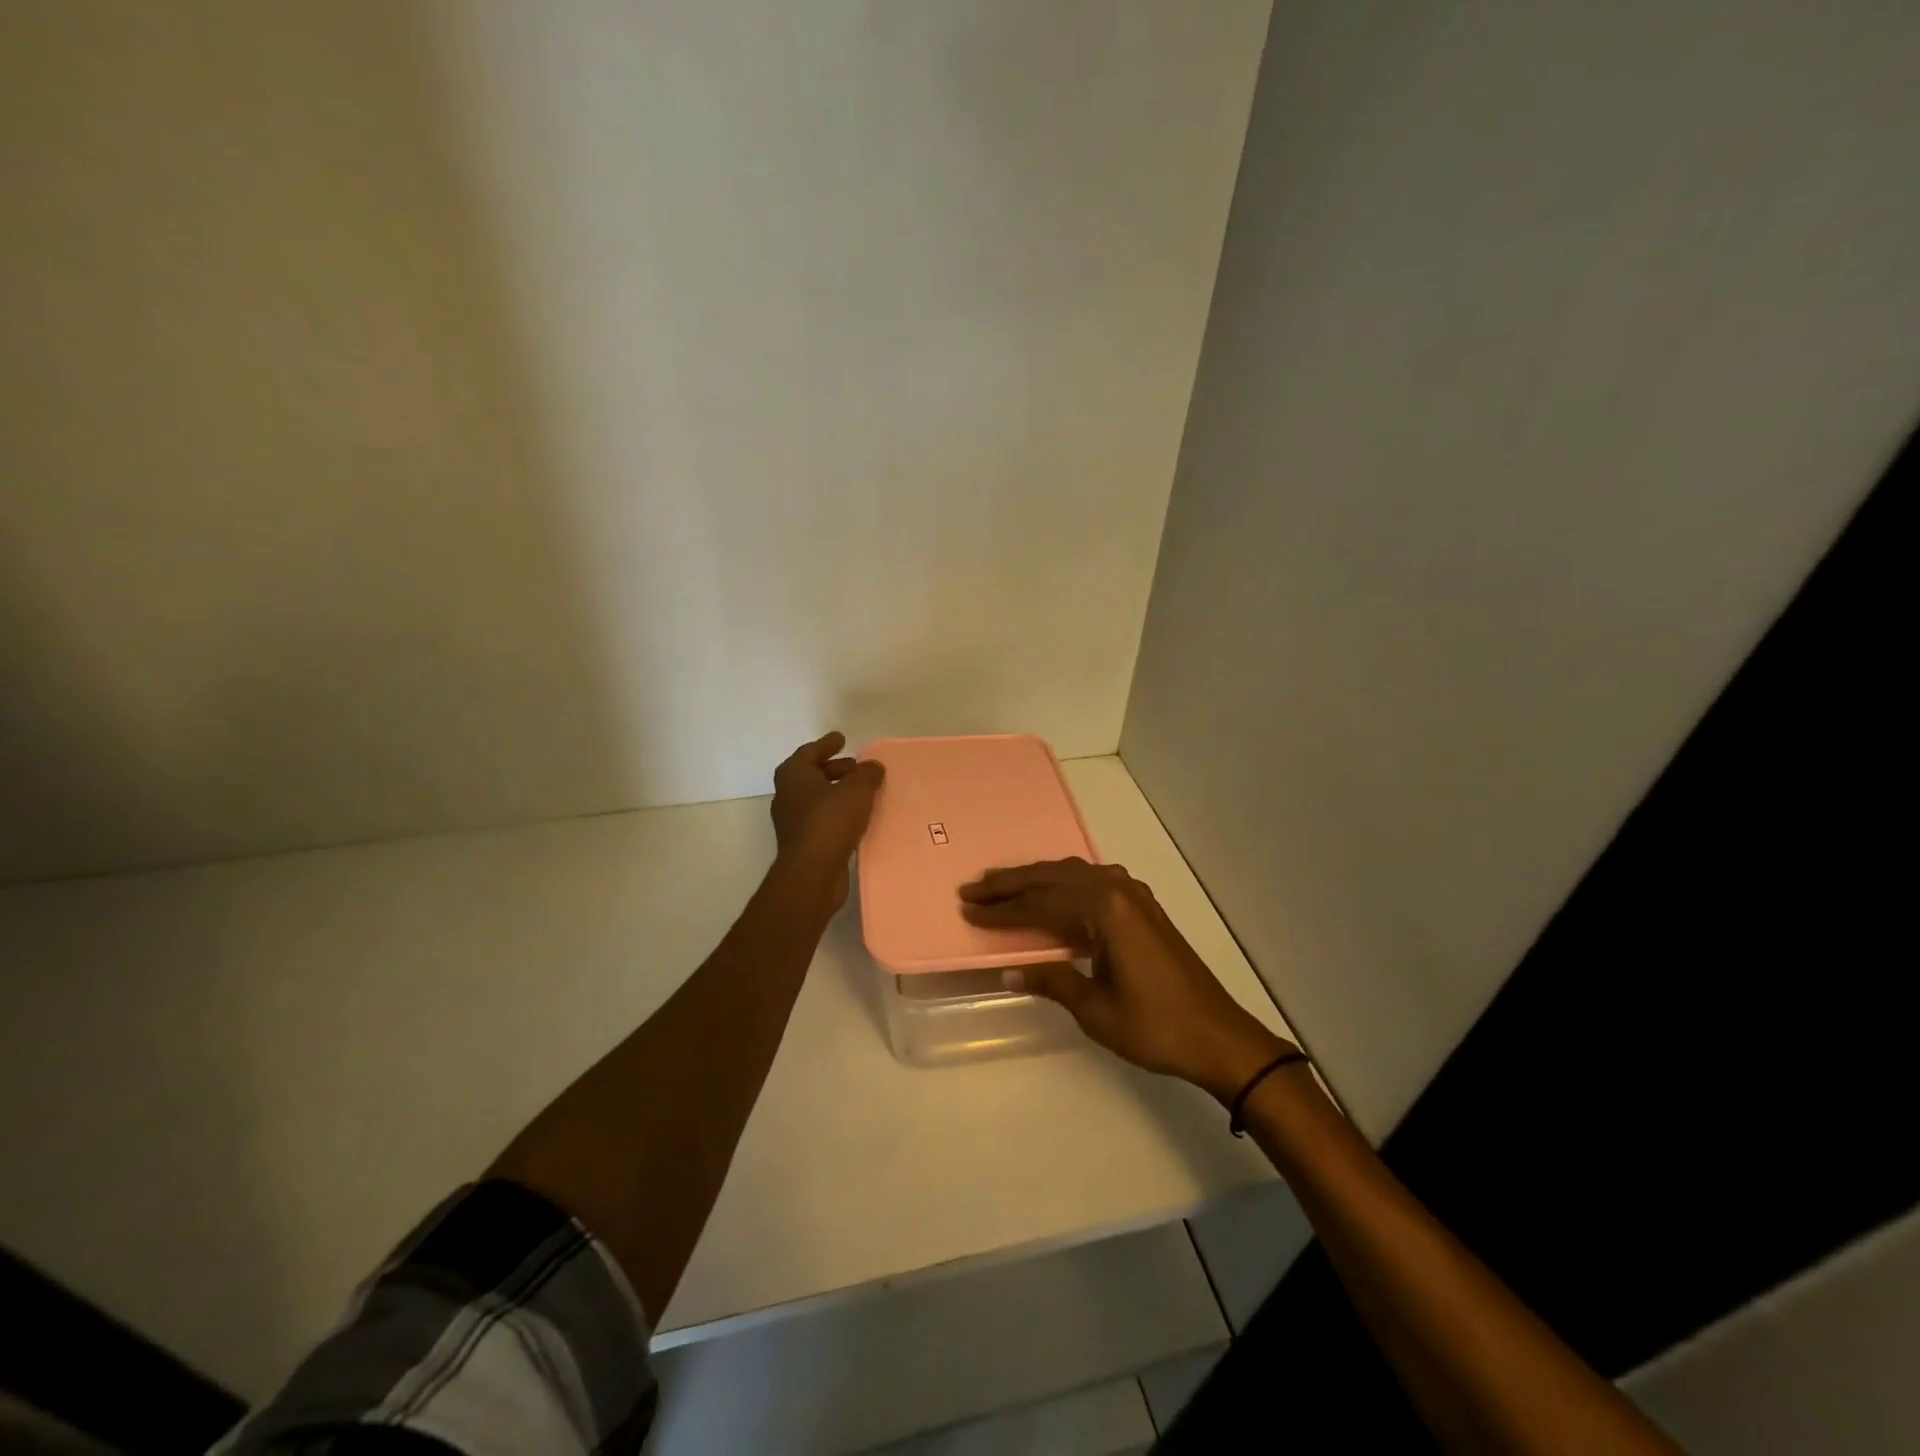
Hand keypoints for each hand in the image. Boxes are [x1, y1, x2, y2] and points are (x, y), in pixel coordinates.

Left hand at [771, 731, 884, 910]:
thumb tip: (872, 766)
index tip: (841, 738)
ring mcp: (793, 821)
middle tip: (855, 766)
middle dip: (834, 769)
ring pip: (816, 798)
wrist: (812, 874)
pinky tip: (857, 818)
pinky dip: (837, 813)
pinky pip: (822, 819)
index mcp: (793, 775)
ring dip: (836, 792)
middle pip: (811, 775)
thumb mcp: (856, 790)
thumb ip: (867, 774)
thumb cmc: (830, 822)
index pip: (810, 752)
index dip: (827, 744)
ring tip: (861, 791)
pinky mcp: (803, 843)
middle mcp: (788, 795)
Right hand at [960, 858, 1293, 1102]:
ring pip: (1073, 874)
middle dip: (1010, 884)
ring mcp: (1133, 894)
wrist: (1218, 1035)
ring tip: (1002, 886)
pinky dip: (1063, 884)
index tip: (968, 909)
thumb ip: (1051, 981)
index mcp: (1104, 909)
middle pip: (1052, 879)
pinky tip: (1052, 894)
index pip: (1040, 905)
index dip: (1002, 911)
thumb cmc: (1155, 1027)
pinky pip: (1092, 881)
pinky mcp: (1142, 906)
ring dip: (1036, 880)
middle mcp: (1116, 890)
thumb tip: (1008, 972)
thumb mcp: (1095, 1010)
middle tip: (973, 888)